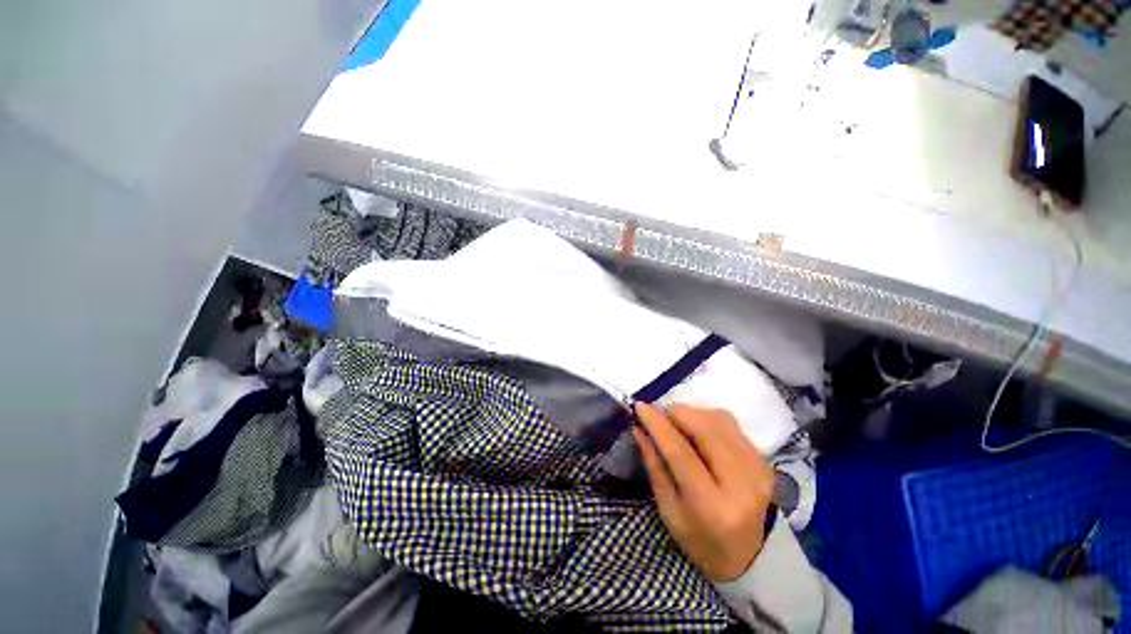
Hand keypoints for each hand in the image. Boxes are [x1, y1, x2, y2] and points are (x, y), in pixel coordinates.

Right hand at [632, 403, 774, 581]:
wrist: (753, 557)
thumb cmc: (701, 540)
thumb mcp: (669, 510)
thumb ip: (654, 466)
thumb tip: (639, 429)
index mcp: (712, 506)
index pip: (680, 451)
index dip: (658, 424)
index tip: (639, 406)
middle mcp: (742, 482)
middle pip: (704, 427)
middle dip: (675, 413)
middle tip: (657, 415)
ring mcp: (759, 469)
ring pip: (719, 419)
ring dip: (690, 413)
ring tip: (675, 422)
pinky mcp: (765, 459)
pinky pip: (731, 424)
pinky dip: (707, 419)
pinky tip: (696, 429)